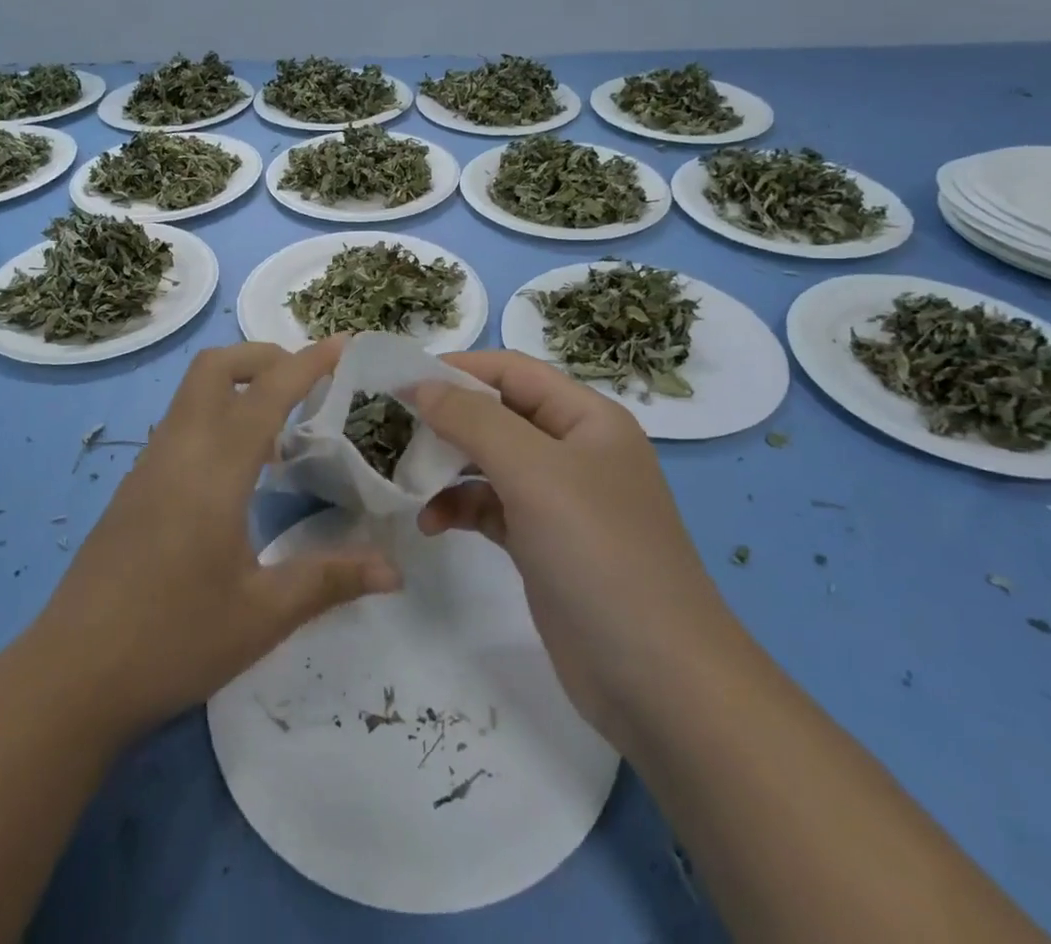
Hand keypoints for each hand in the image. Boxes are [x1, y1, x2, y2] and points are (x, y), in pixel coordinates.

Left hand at [29, 340, 401, 742]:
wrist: (69, 677)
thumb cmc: (173, 640)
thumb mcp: (262, 615)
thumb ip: (329, 580)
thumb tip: (393, 569)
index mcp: (214, 468)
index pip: (268, 392)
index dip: (309, 361)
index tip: (345, 344)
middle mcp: (178, 449)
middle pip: (215, 366)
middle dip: (263, 357)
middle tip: (306, 386)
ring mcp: (149, 466)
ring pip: (192, 392)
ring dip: (238, 387)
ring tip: (280, 431)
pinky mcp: (133, 488)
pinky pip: (180, 424)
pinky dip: (216, 417)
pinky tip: (238, 472)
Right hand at [409, 351, 728, 752]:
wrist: (658, 682)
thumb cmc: (599, 554)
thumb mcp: (534, 473)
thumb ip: (473, 420)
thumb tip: (420, 384)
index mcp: (587, 418)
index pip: (512, 371)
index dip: (457, 368)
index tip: (399, 379)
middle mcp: (575, 451)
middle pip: (498, 415)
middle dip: (447, 419)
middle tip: (392, 429)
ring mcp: (560, 501)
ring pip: (490, 463)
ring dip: (447, 467)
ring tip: (405, 479)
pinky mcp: (543, 545)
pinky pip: (491, 508)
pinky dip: (460, 508)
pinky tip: (432, 525)